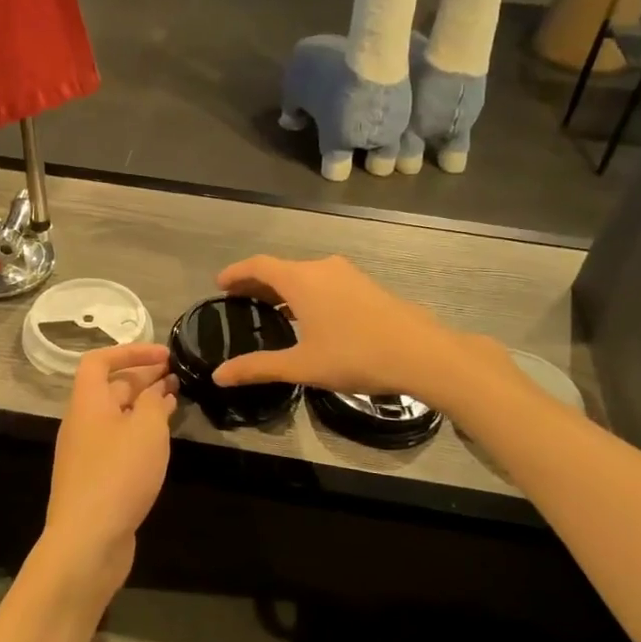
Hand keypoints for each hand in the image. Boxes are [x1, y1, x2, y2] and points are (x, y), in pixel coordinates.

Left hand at [39, 343, 175, 602]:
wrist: (87, 541)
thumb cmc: (118, 475)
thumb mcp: (147, 430)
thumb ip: (155, 402)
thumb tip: (158, 390)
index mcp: (88, 403)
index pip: (99, 361)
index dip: (130, 351)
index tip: (164, 355)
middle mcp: (82, 423)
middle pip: (110, 388)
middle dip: (143, 378)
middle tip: (178, 376)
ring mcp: (87, 453)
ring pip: (117, 416)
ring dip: (145, 405)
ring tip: (176, 401)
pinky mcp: (96, 479)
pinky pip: (119, 442)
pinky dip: (140, 432)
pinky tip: (161, 441)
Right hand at [212, 254, 490, 404]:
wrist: (420, 353)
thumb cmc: (354, 355)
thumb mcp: (301, 366)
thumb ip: (258, 367)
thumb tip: (219, 375)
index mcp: (301, 279)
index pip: (258, 266)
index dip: (236, 273)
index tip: (219, 284)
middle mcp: (322, 268)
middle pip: (280, 269)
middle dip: (257, 283)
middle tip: (237, 300)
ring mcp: (347, 275)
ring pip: (304, 275)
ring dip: (283, 289)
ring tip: (268, 310)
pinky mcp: (366, 286)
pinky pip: (324, 282)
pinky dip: (305, 293)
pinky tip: (307, 317)